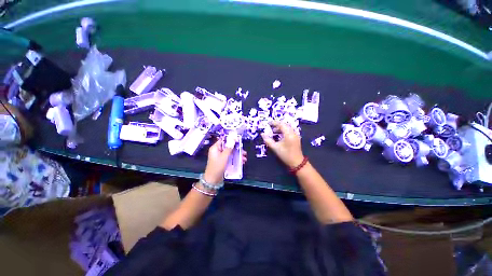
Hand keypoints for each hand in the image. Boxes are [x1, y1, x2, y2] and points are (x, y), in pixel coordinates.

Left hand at [203, 138, 247, 183]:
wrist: (213, 180)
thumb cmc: (217, 167)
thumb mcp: (224, 157)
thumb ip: (229, 148)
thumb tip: (233, 139)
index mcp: (215, 148)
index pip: (223, 140)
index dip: (230, 139)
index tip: (238, 140)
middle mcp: (218, 151)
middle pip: (228, 147)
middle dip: (237, 149)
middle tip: (243, 152)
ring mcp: (221, 157)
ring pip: (231, 153)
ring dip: (238, 155)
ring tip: (244, 158)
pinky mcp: (223, 162)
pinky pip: (230, 158)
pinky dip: (235, 159)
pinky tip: (241, 162)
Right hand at [261, 121, 303, 167]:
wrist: (297, 162)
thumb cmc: (285, 155)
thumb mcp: (275, 148)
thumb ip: (268, 140)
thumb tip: (262, 134)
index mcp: (288, 134)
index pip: (281, 124)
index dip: (274, 123)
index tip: (268, 123)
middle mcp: (293, 133)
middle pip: (285, 125)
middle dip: (277, 125)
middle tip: (270, 127)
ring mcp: (296, 135)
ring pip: (287, 127)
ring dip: (281, 128)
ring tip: (274, 131)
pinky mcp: (296, 138)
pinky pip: (290, 130)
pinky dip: (284, 130)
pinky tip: (280, 135)